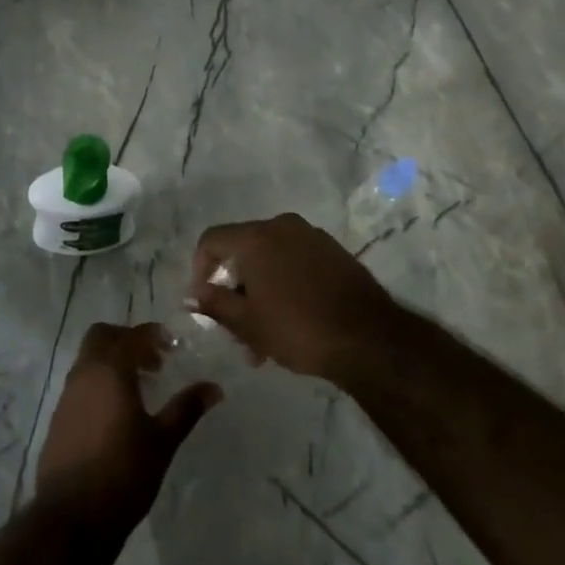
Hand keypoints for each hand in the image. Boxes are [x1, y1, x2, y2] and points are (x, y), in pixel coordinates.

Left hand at [36, 322, 221, 526]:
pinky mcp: (58, 418)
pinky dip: (99, 384)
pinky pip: (81, 384)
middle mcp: (85, 373)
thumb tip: (214, 387)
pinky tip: (117, 414)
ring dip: (112, 362)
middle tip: (153, 362)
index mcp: (110, 369)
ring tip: (139, 389)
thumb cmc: (123, 473)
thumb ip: (186, 408)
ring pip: (89, 360)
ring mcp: (67, 395)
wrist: (70, 519)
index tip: (172, 345)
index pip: (132, 336)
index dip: (153, 335)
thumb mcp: (162, 441)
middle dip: (127, 341)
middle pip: (102, 337)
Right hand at [190, 213, 400, 380]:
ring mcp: (311, 236)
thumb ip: (215, 304)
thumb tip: (195, 294)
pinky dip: (285, 283)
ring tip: (266, 337)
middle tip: (237, 329)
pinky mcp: (334, 251)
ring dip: (261, 291)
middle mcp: (281, 226)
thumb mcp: (248, 324)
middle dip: (235, 289)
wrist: (369, 338)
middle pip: (243, 250)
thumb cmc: (298, 329)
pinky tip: (293, 319)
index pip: (212, 240)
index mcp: (256, 237)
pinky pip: (296, 261)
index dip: (200, 269)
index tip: (205, 302)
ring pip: (271, 258)